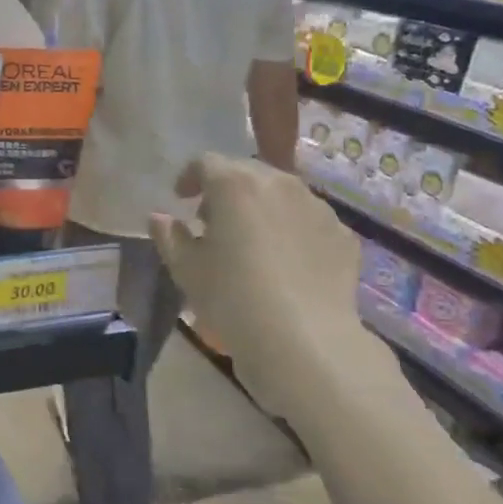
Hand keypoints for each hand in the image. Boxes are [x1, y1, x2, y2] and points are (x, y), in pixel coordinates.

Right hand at [149, 153, 380, 407]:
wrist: (305, 340)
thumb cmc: (232, 298)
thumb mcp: (186, 269)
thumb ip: (169, 236)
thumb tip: (159, 217)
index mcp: (235, 185)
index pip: (205, 163)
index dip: (189, 178)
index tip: (181, 200)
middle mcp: (280, 184)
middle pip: (247, 173)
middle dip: (227, 190)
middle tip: (214, 223)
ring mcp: (317, 207)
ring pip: (282, 194)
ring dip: (262, 208)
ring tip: (252, 243)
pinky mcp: (343, 235)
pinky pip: (309, 222)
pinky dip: (293, 231)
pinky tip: (286, 264)